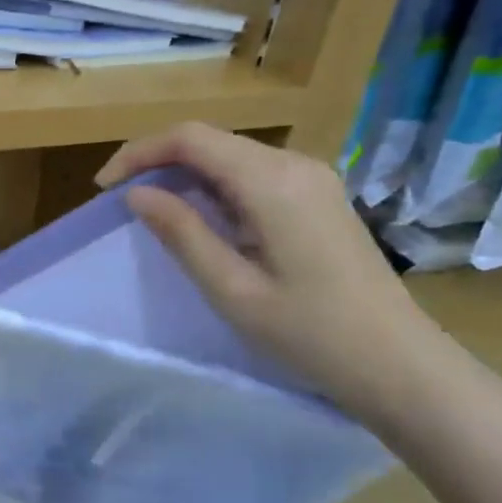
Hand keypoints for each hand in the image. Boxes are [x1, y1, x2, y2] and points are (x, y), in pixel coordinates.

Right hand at [95, 124, 452, 424]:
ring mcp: (312, 178)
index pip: (190, 139)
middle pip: (210, 140)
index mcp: (272, 182)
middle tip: (122, 201)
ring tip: (152, 211)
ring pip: (231, 155)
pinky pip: (253, 174)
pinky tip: (203, 219)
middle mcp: (295, 164)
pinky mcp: (318, 197)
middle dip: (158, 161)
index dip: (139, 153)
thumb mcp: (231, 288)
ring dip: (185, 174)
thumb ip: (182, 233)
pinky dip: (215, 186)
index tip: (104, 188)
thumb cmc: (309, 333)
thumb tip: (137, 194)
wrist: (398, 363)